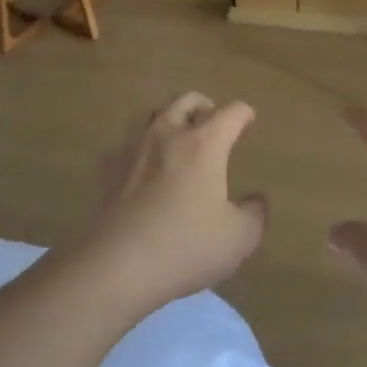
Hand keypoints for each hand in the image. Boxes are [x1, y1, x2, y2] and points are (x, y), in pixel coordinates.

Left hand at [81, 93, 268, 311]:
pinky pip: (129, 145)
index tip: (248, 122)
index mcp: (204, 143)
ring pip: (156, 116)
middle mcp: (169, 134)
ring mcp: (134, 148)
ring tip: (181, 141)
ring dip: (173, 121)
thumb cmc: (186, 246)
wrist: (118, 265)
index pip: (230, 112)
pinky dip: (143, 149)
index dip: (243, 114)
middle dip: (206, 107)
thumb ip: (255, 214)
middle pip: (188, 101)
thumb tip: (257, 200)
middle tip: (215, 124)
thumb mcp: (238, 239)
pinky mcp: (110, 169)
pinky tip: (145, 169)